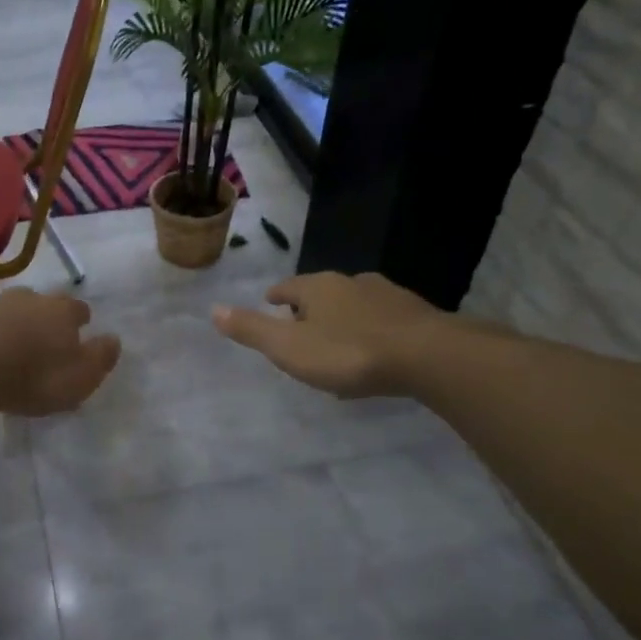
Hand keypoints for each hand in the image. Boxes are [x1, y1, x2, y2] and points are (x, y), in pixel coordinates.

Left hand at [0, 289, 121, 416]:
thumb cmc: (32, 376)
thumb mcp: (79, 377)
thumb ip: (100, 358)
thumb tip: (114, 339)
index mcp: (60, 312)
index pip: (78, 309)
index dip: (80, 319)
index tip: (81, 329)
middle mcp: (26, 299)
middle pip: (40, 301)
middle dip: (43, 315)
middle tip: (42, 336)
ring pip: (5, 308)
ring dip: (9, 321)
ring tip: (7, 344)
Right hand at [212, 271, 443, 397]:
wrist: (427, 356)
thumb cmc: (349, 353)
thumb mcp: (290, 348)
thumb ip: (252, 330)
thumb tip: (213, 309)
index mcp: (319, 287)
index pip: (289, 287)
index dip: (277, 297)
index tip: (271, 303)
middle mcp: (352, 283)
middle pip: (323, 292)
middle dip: (311, 307)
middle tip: (302, 327)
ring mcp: (388, 296)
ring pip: (356, 303)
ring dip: (343, 317)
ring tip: (338, 339)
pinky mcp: (416, 315)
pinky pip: (383, 319)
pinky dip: (372, 329)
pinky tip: (375, 349)